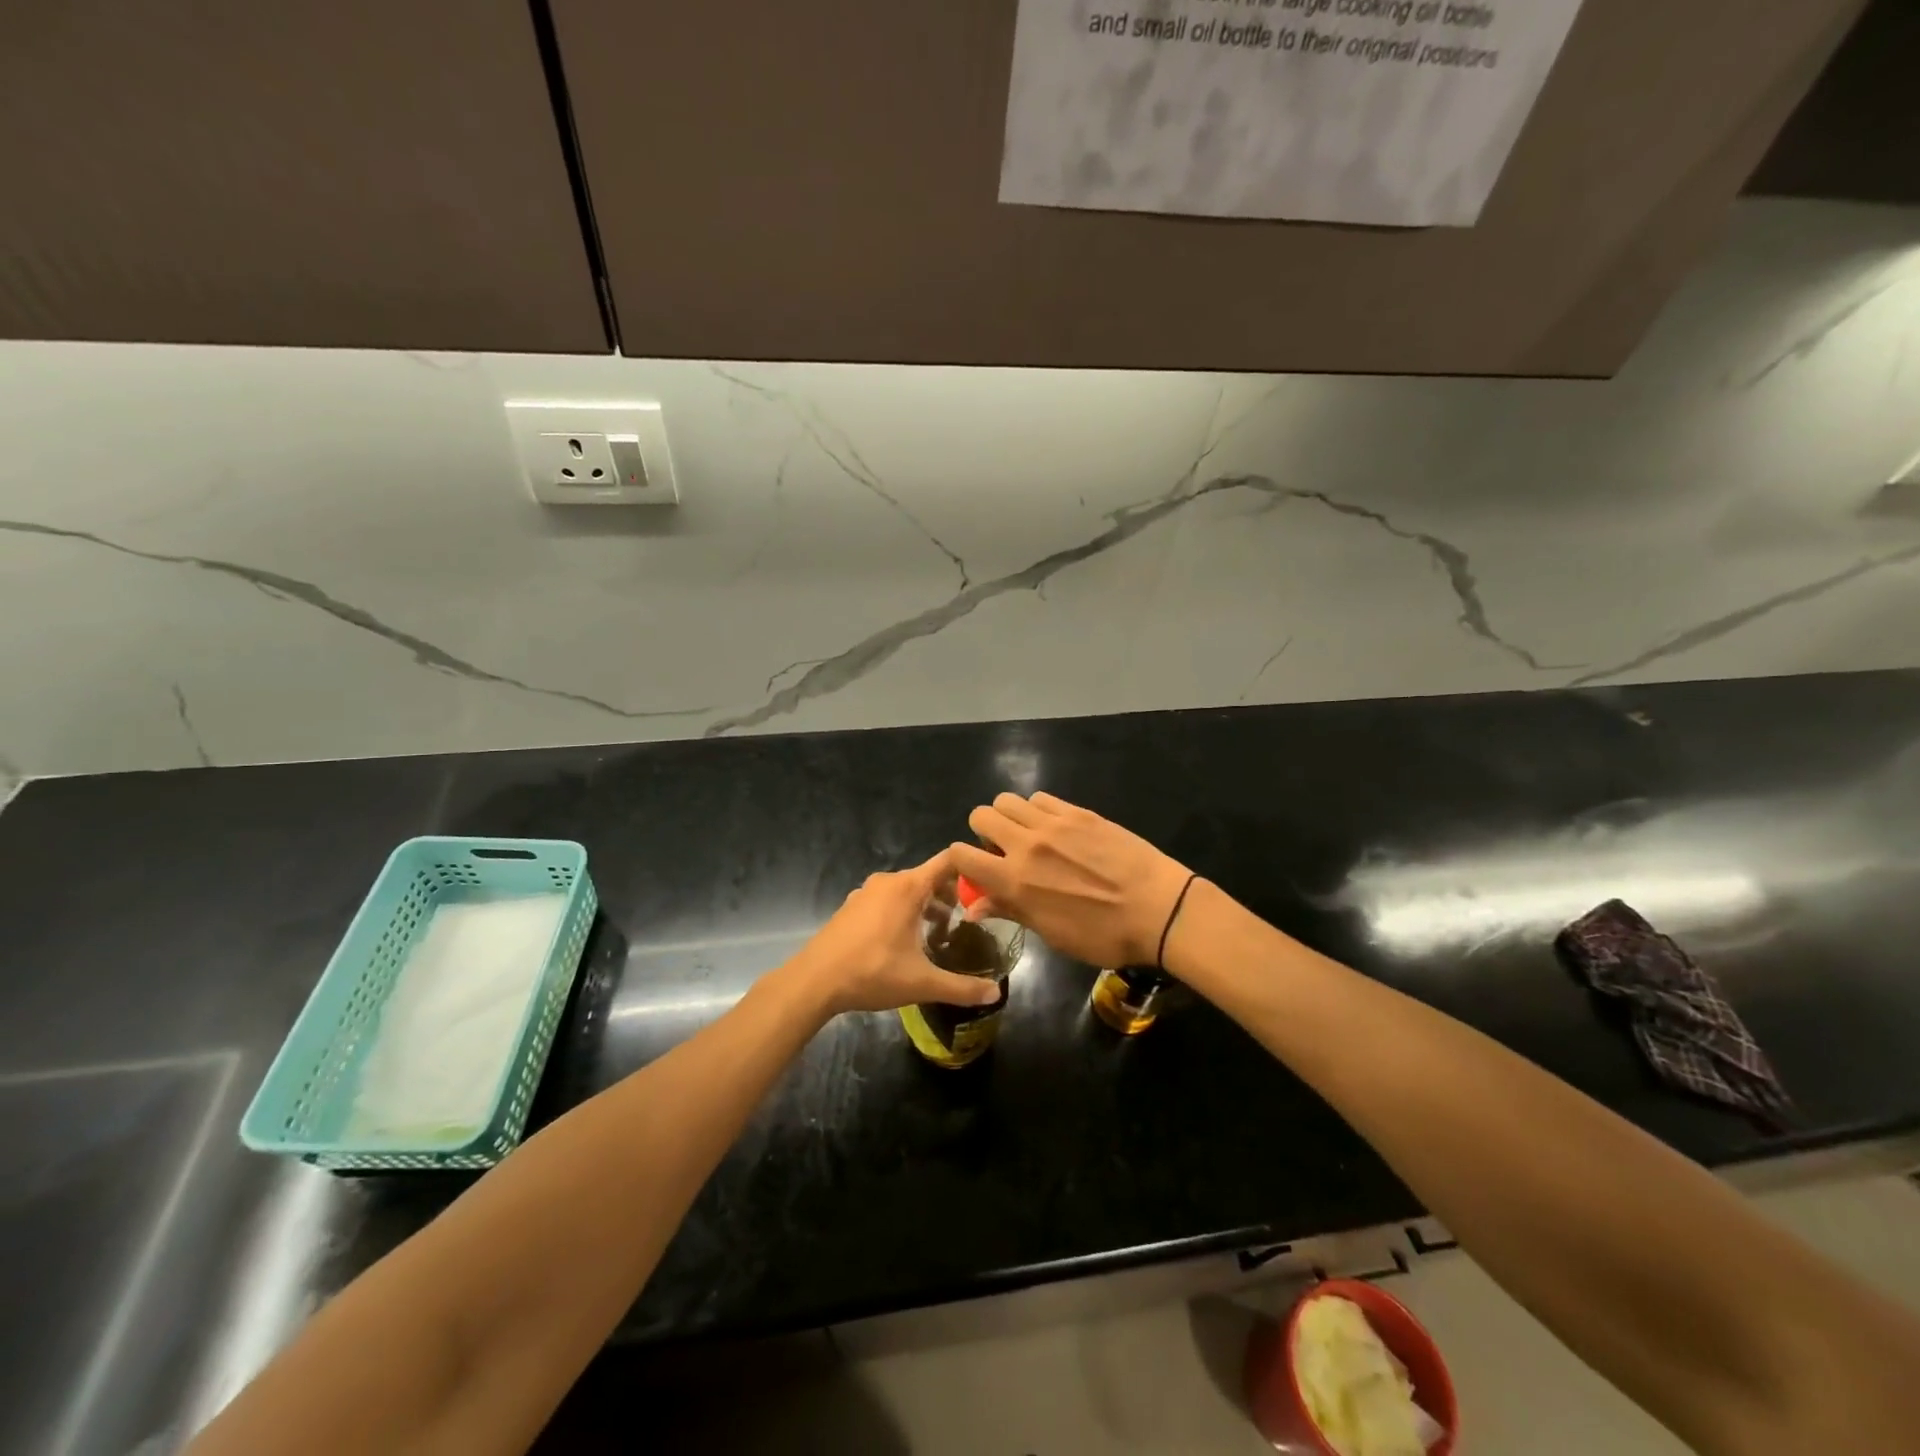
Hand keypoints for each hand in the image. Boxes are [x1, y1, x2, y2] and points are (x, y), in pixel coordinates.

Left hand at [782, 849, 1002, 1016]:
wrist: (814, 981)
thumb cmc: (872, 973)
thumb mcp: (922, 983)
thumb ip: (962, 987)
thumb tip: (995, 994)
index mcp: (908, 887)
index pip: (948, 861)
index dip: (971, 869)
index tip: (989, 885)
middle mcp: (888, 881)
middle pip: (929, 877)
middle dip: (951, 896)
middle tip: (968, 921)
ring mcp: (866, 892)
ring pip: (907, 890)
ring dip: (926, 906)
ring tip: (939, 934)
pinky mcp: (852, 907)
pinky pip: (887, 900)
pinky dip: (903, 911)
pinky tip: (905, 941)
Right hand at [952, 793, 1192, 969]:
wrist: (1158, 909)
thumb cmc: (1103, 935)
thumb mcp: (1052, 933)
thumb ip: (1010, 910)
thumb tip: (975, 906)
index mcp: (1014, 881)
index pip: (961, 854)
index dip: (960, 860)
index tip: (974, 869)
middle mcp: (1026, 845)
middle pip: (981, 815)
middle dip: (983, 831)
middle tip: (1002, 849)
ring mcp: (1054, 823)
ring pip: (1009, 800)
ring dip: (1009, 816)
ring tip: (1027, 835)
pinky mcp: (1079, 812)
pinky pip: (1042, 798)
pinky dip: (1037, 810)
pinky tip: (1055, 828)